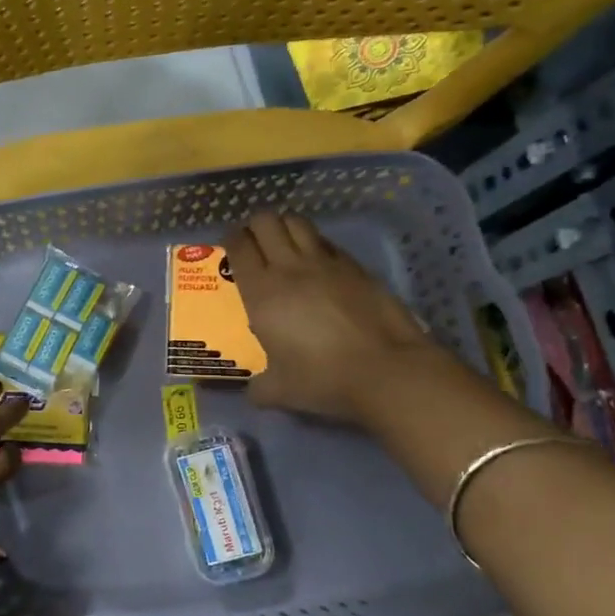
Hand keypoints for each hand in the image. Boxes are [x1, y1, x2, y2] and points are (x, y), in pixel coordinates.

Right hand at [224, 212, 439, 423]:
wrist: (385, 370)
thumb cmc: (322, 379)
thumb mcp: (280, 391)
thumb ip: (259, 388)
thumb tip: (253, 393)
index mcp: (262, 292)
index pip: (239, 247)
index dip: (230, 240)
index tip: (229, 247)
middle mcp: (289, 268)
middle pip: (266, 222)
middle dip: (255, 226)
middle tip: (254, 242)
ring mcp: (326, 263)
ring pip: (298, 223)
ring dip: (285, 227)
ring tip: (284, 243)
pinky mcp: (355, 267)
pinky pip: (327, 242)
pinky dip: (315, 244)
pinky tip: (318, 262)